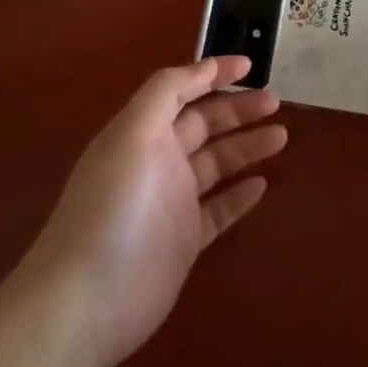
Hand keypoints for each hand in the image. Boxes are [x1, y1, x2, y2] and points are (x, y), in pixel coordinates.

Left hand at [24, 56, 285, 366]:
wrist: (86, 302)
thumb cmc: (113, 206)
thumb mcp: (134, 132)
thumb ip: (166, 93)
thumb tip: (202, 67)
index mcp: (143, 130)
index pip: (182, 90)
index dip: (213, 74)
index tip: (249, 65)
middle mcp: (158, 160)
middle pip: (204, 124)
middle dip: (238, 109)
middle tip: (275, 101)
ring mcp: (172, 203)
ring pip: (217, 164)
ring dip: (247, 147)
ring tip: (281, 136)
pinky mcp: (184, 242)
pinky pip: (219, 209)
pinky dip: (239, 195)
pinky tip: (262, 184)